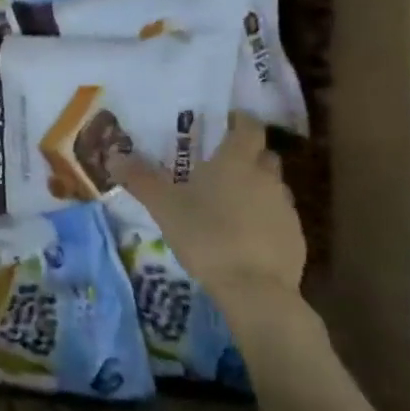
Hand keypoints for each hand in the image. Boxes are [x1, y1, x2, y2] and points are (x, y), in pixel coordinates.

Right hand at [108, 116, 305, 311]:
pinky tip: (243, 236)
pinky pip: (278, 217)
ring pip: (271, 186)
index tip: (225, 123)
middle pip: (263, 155)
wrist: (254, 289)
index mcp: (236, 161)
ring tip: (228, 203)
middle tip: (219, 165)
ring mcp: (285, 208)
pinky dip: (263, 218)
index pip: (249, 126)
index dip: (240, 121)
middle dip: (246, 155)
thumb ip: (139, 178)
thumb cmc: (206, 235)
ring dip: (255, 188)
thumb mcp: (163, 206)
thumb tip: (113, 155)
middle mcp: (266, 177)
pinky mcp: (296, 237)